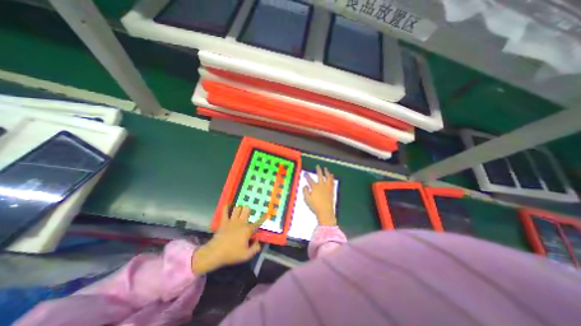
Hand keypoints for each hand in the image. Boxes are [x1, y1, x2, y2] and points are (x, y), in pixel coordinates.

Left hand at [193, 205, 268, 272]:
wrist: (215, 253)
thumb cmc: (232, 254)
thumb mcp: (246, 255)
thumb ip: (255, 249)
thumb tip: (259, 243)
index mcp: (248, 230)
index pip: (258, 223)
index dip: (263, 218)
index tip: (266, 214)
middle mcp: (241, 222)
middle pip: (247, 210)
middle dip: (248, 210)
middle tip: (248, 213)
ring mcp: (232, 221)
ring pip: (237, 208)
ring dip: (239, 208)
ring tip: (240, 210)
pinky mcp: (223, 221)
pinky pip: (224, 211)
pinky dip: (226, 207)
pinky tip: (228, 205)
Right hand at [302, 166, 338, 224]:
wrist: (325, 211)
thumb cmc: (315, 206)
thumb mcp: (307, 199)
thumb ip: (305, 191)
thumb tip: (305, 185)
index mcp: (315, 187)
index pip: (310, 179)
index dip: (307, 176)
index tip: (306, 173)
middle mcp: (321, 185)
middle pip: (320, 176)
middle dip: (318, 170)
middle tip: (318, 166)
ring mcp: (327, 187)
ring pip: (327, 177)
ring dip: (326, 172)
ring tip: (326, 169)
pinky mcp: (331, 190)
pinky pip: (332, 182)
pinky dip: (332, 178)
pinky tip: (332, 176)